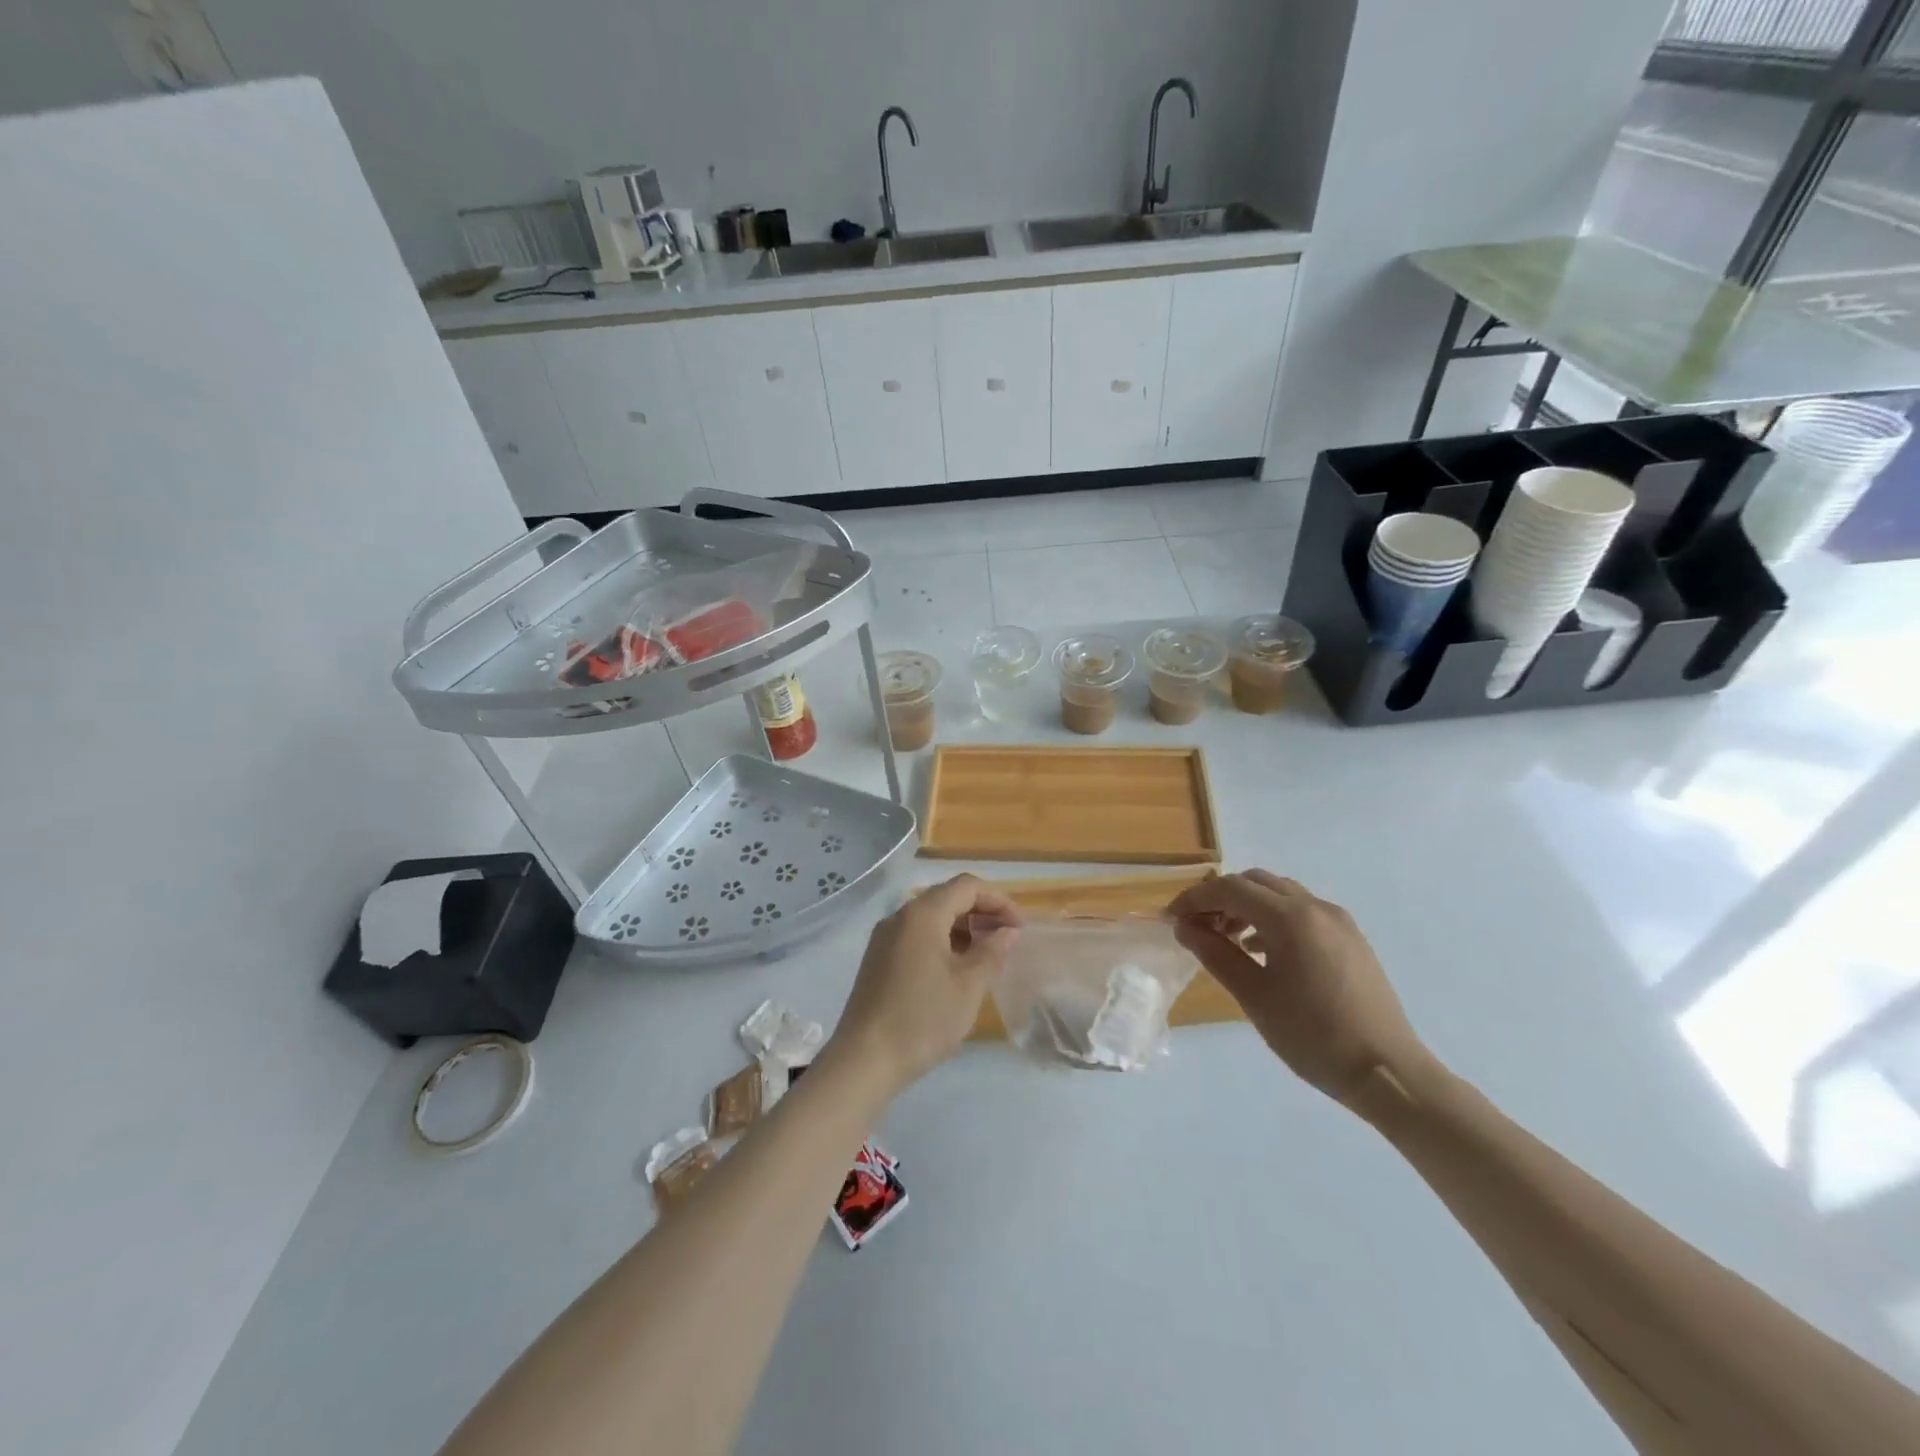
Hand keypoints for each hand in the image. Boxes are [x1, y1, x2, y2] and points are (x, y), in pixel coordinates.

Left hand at [827, 875, 1021, 1096]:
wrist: (864, 1060)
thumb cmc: (923, 1018)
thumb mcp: (969, 986)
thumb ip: (992, 951)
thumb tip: (1007, 931)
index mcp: (922, 914)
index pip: (967, 886)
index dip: (998, 900)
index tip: (1020, 926)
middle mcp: (900, 916)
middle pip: (947, 897)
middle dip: (981, 912)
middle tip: (1007, 939)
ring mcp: (885, 938)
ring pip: (931, 918)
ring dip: (962, 928)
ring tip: (987, 955)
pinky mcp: (878, 959)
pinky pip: (916, 936)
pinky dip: (942, 942)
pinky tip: (957, 969)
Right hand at [1169, 870, 1433, 1109]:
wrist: (1388, 1072)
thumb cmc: (1313, 1036)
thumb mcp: (1255, 997)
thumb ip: (1216, 955)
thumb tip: (1184, 928)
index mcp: (1290, 917)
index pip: (1230, 889)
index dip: (1195, 899)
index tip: (1172, 919)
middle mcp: (1315, 907)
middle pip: (1255, 882)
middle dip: (1221, 898)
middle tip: (1198, 927)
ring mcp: (1338, 921)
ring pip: (1280, 894)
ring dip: (1248, 906)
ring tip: (1227, 940)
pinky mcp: (1352, 939)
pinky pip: (1303, 912)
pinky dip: (1274, 918)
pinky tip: (1263, 951)